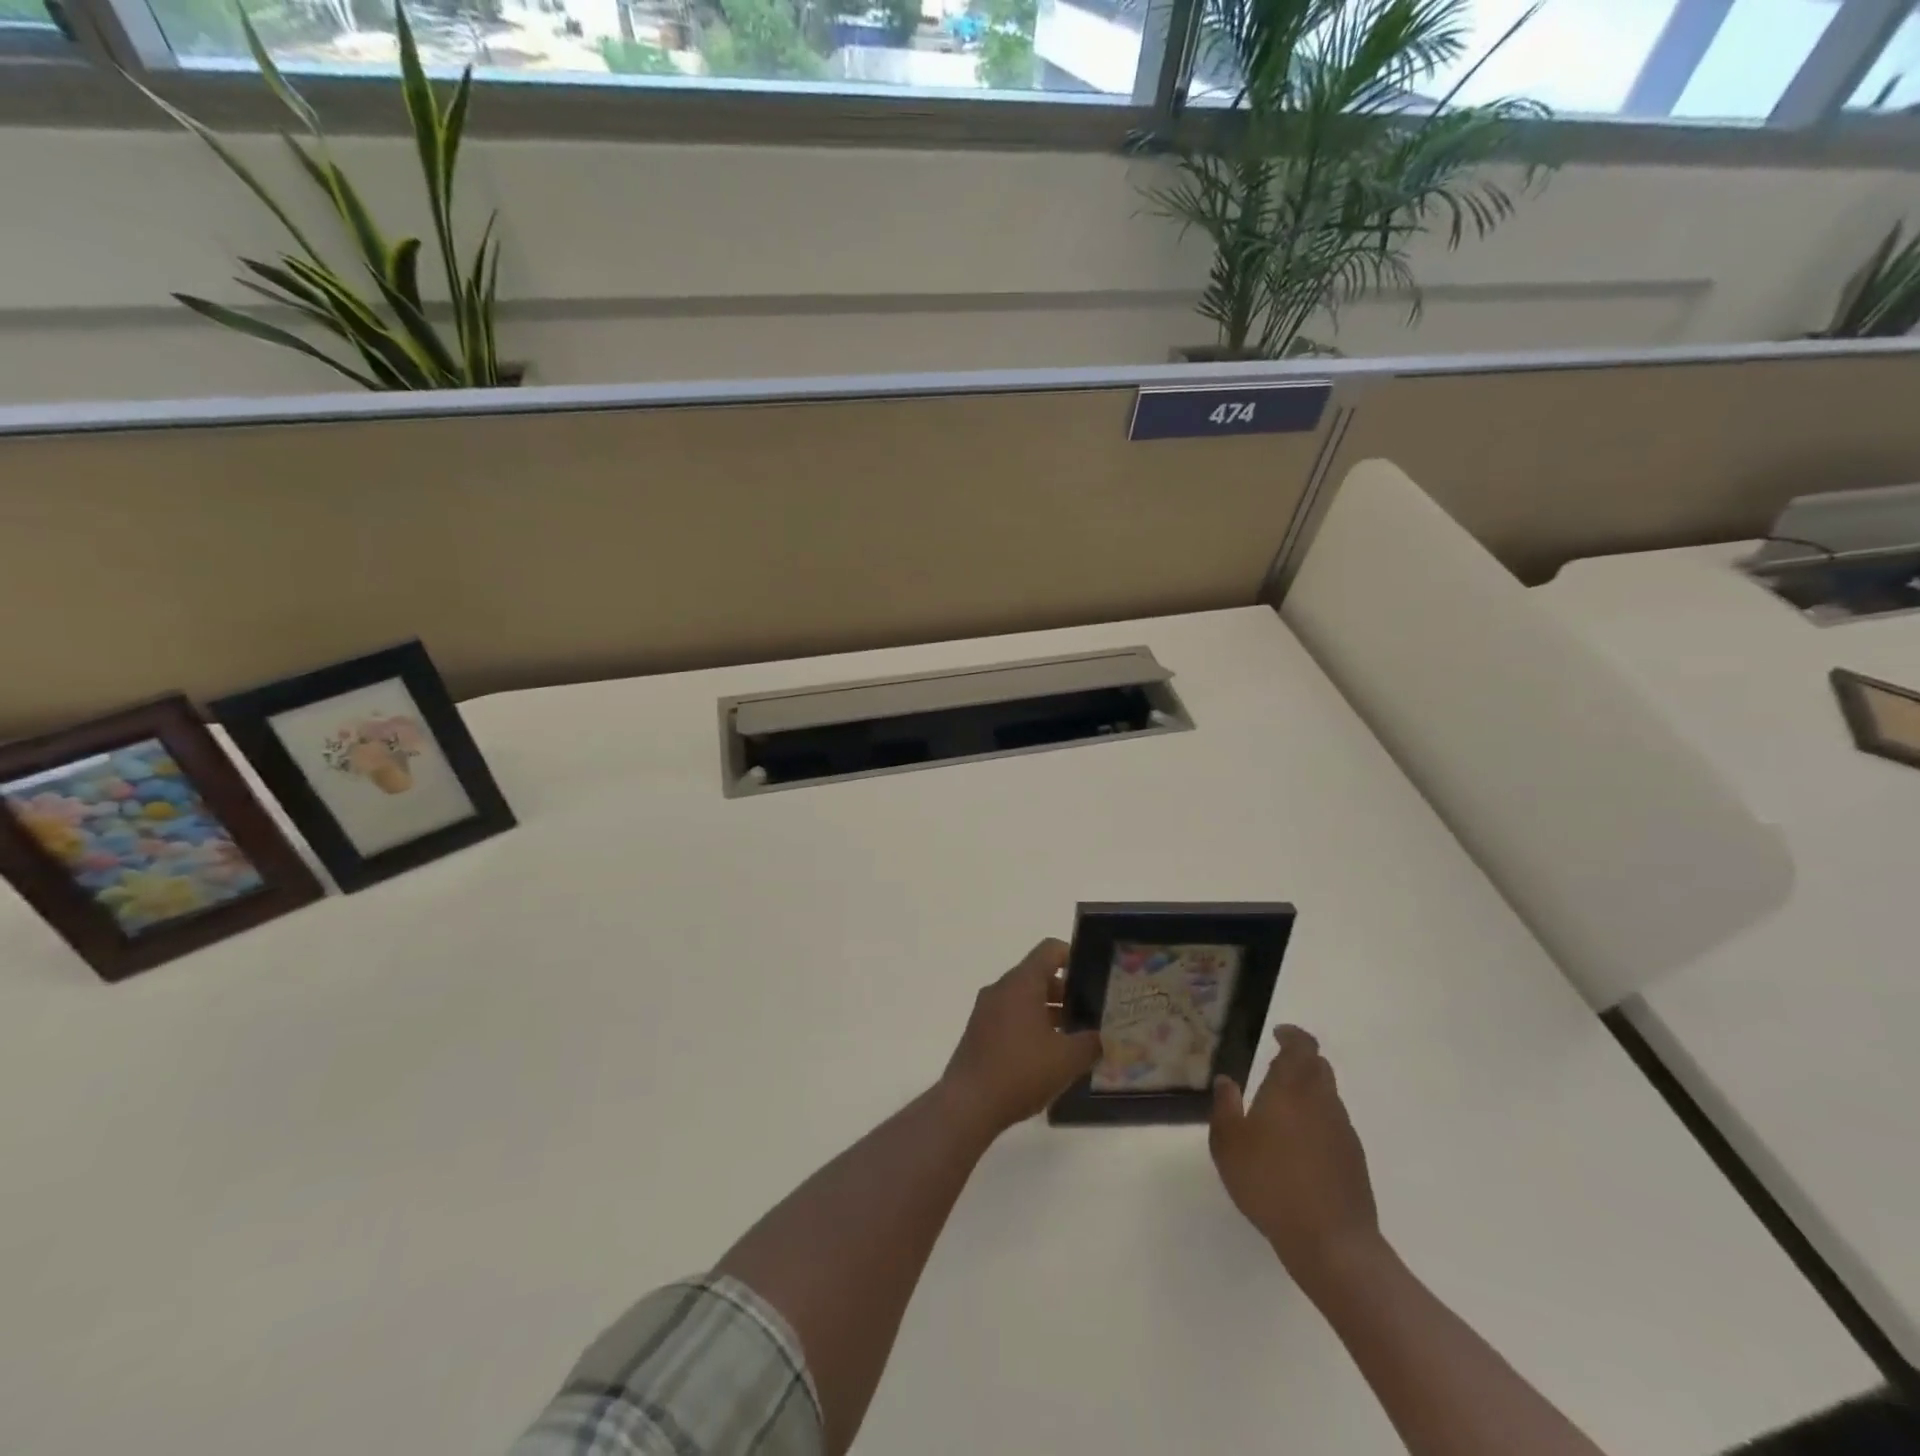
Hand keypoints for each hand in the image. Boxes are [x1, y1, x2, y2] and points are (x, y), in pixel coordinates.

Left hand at [940, 940, 1101, 1136]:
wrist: (968, 1103)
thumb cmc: (1021, 1071)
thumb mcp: (1067, 1059)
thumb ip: (1091, 1043)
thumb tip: (1102, 1037)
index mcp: (1021, 983)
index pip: (1050, 950)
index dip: (1073, 956)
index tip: (1092, 977)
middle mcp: (1001, 988)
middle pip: (1037, 975)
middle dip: (1065, 992)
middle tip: (1089, 1014)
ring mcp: (986, 1009)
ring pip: (1023, 998)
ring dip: (1047, 1011)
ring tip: (1072, 1038)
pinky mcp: (978, 1031)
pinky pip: (1009, 1016)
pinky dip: (1029, 1025)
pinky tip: (1045, 1056)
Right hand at [1209, 1026, 1381, 1289]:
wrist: (1332, 1243)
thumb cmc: (1270, 1183)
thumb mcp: (1228, 1145)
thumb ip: (1225, 1107)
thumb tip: (1227, 1081)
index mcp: (1291, 1089)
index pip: (1302, 1046)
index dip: (1292, 1036)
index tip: (1278, 1035)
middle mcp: (1322, 1101)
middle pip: (1319, 1067)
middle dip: (1300, 1062)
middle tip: (1275, 1070)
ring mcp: (1343, 1132)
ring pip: (1328, 1097)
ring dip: (1309, 1093)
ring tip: (1283, 1112)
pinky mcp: (1355, 1161)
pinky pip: (1335, 1126)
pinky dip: (1318, 1123)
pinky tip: (1299, 1148)